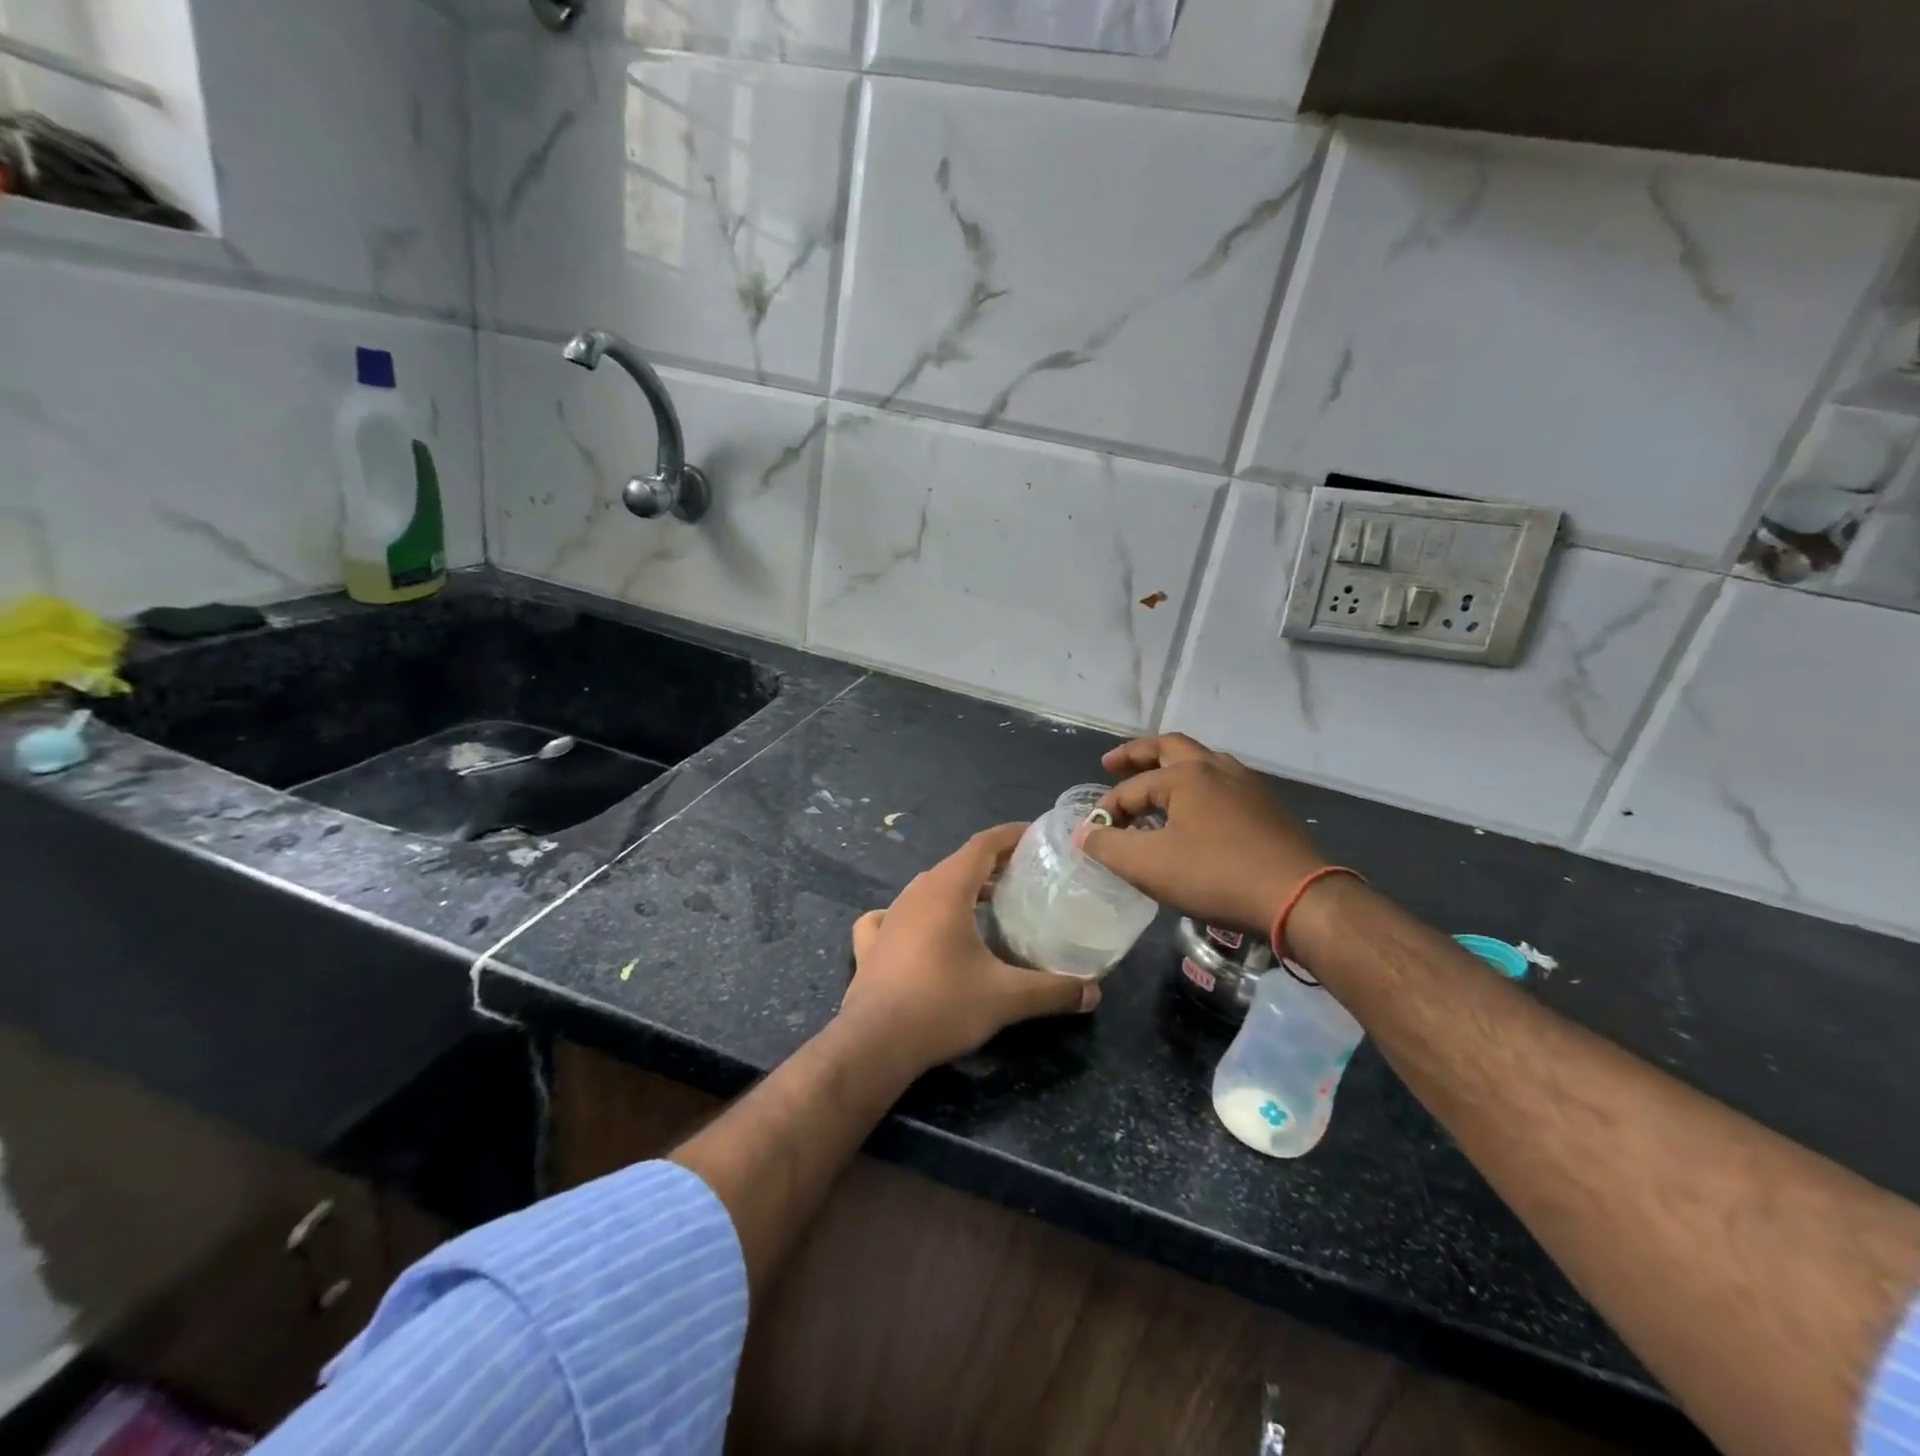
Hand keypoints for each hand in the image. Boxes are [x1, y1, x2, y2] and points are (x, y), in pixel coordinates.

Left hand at [840, 824, 1098, 1074]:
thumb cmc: (942, 1006)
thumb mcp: (1006, 998)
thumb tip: (1094, 992)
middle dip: (992, 864)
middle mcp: (915, 894)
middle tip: (1024, 877)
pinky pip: (893, 915)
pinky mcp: (871, 944)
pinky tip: (920, 930)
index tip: (1038, 837)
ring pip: (928, 888)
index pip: (983, 845)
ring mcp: (889, 917)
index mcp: (946, 890)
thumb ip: (1053, 990)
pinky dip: (915, 914)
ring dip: (959, 888)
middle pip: (958, 863)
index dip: (1011, 836)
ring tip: (987, 903)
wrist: (874, 1044)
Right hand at [1078, 733, 1327, 934]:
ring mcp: (1247, 784)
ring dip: (1170, 766)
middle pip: (1169, 747)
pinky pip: (1222, 782)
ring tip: (1153, 783)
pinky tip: (1196, 810)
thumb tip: (1084, 834)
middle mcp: (1216, 767)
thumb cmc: (1216, 875)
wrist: (1298, 897)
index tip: (1093, 834)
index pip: (1131, 788)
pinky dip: (1197, 785)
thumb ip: (1109, 846)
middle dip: (1137, 754)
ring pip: (1201, 761)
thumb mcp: (1150, 866)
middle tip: (1112, 764)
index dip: (1107, 811)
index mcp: (1186, 775)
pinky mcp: (1267, 806)